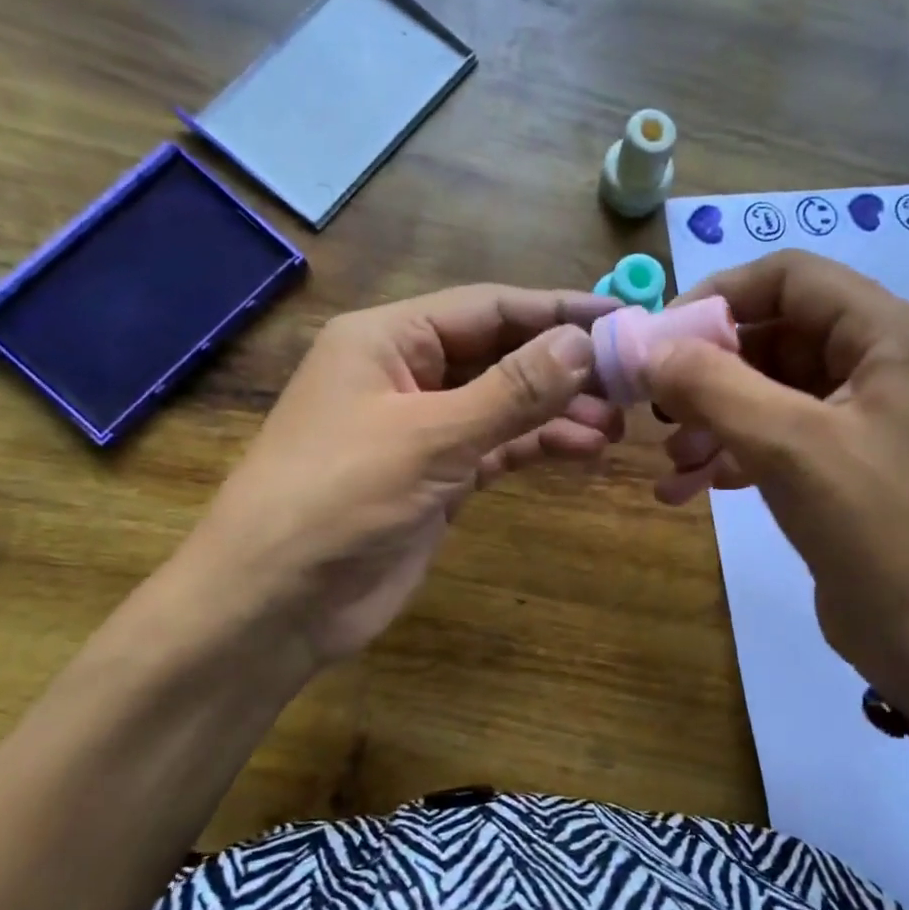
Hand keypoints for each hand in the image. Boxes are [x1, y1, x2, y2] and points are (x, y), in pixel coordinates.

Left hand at [178, 285, 623, 667]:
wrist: (277, 602)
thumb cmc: (340, 498)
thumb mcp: (431, 436)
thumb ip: (513, 390)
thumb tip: (584, 343)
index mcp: (389, 339)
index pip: (489, 307)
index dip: (558, 309)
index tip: (623, 316)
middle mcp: (407, 374)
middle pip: (501, 354)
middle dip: (564, 366)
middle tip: (631, 381)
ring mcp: (423, 430)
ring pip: (505, 405)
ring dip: (558, 411)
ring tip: (618, 424)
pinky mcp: (437, 478)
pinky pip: (498, 449)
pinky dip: (538, 447)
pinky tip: (583, 449)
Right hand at [645, 249, 908, 728]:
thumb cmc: (880, 531)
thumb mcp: (791, 447)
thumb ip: (713, 385)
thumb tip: (645, 346)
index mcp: (890, 335)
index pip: (791, 276)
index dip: (719, 295)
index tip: (659, 340)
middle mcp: (881, 364)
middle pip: (775, 334)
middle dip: (710, 369)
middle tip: (657, 407)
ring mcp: (864, 419)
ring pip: (770, 391)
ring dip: (714, 417)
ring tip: (673, 460)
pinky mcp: (844, 468)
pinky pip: (777, 439)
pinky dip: (732, 453)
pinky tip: (693, 486)